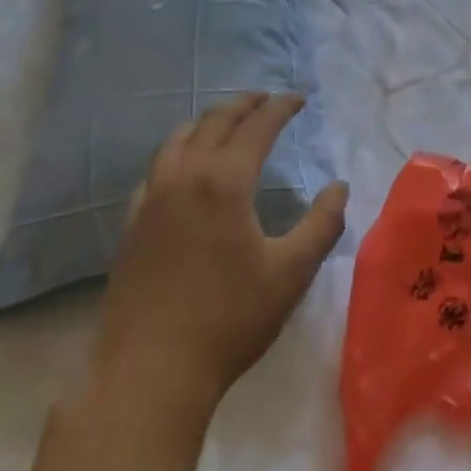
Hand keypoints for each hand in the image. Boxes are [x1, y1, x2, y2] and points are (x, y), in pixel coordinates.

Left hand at [82, 93, 347, 421]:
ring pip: (178, 138)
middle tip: (266, 98)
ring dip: (207, 121)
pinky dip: (178, 150)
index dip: (280, 108)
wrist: (149, 371)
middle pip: (214, 122)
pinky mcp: (131, 223)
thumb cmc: (229, 320)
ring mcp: (151, 199)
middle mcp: (184, 177)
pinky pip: (156, 167)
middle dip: (243, 104)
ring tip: (226, 122)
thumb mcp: (291, 273)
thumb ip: (322, 224)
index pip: (256, 127)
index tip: (298, 99)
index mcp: (224, 181)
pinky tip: (184, 168)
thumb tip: (339, 188)